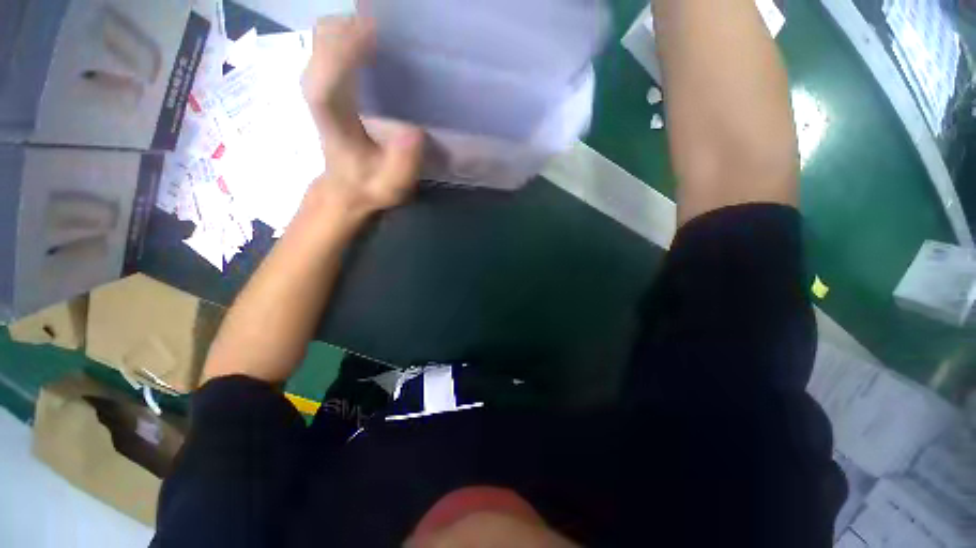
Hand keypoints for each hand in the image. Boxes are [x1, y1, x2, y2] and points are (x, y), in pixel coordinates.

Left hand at [301, 16, 423, 223]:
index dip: (348, 49)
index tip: (379, 32)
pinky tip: (377, 44)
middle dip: (356, 26)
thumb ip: (403, 163)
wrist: (347, 188)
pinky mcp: (326, 81)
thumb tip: (413, 131)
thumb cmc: (370, 186)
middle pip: (324, 40)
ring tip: (390, 36)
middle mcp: (318, 92)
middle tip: (396, 33)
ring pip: (325, 35)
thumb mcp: (393, 185)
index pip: (329, 75)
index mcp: (333, 118)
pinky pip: (332, 42)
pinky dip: (352, 34)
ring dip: (355, 26)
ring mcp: (319, 83)